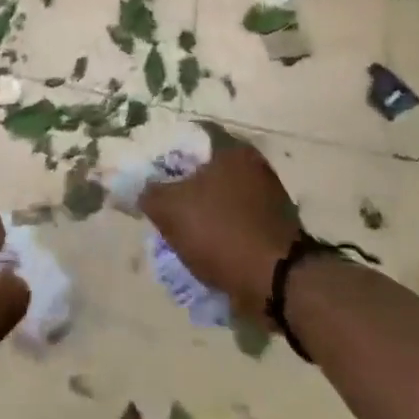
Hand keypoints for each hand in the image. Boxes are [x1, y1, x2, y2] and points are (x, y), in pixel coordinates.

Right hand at [140, 144, 302, 321]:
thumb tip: (140, 187)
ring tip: (182, 233)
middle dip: (185, 185)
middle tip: (164, 204)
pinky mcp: (276, 227)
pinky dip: (223, 232)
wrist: (278, 283)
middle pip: (208, 168)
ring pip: (223, 197)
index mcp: (232, 149)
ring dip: (204, 212)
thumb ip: (149, 193)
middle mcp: (255, 165)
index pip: (193, 136)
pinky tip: (208, 250)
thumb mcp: (170, 210)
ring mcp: (270, 197)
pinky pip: (238, 222)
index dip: (169, 150)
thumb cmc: (221, 232)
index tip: (152, 170)